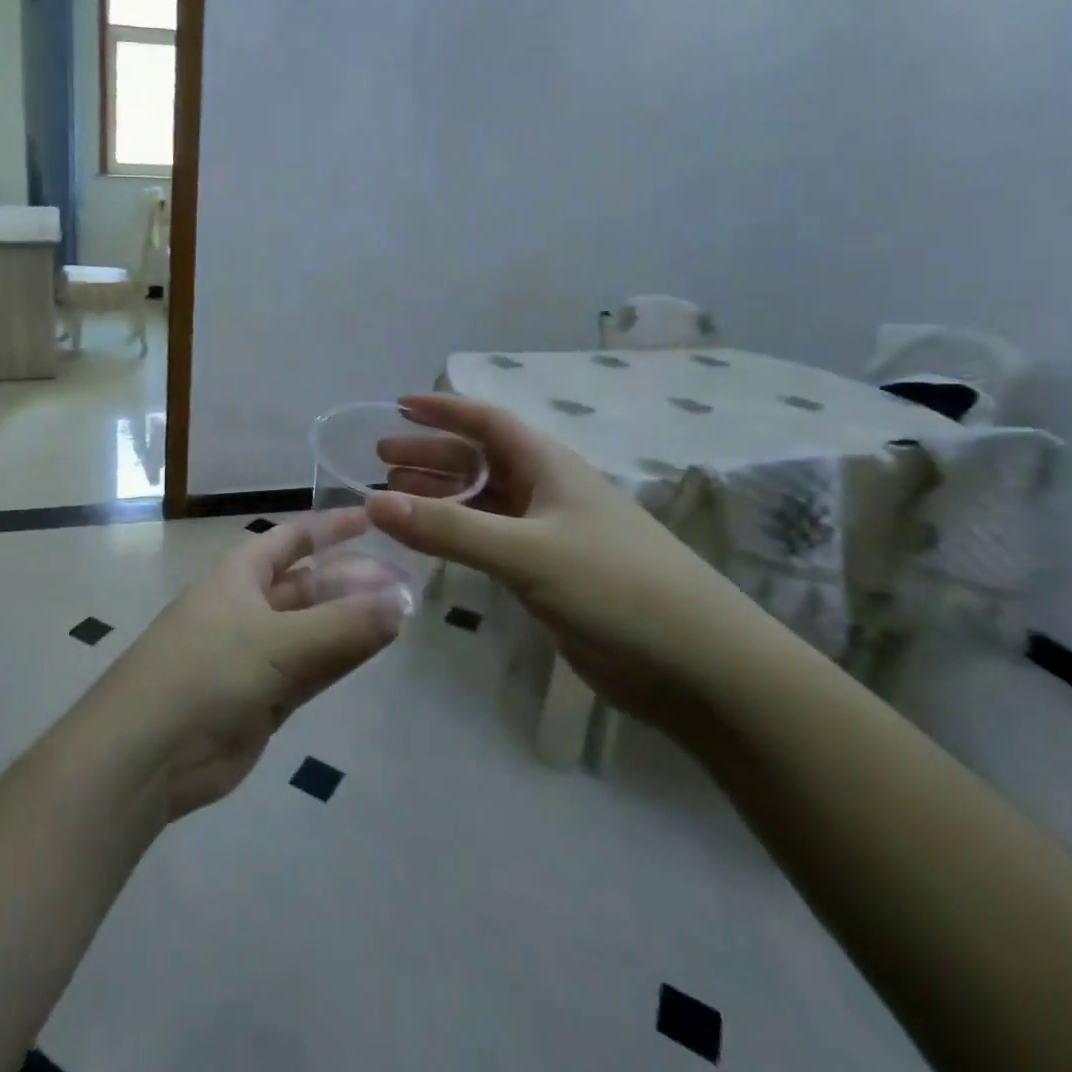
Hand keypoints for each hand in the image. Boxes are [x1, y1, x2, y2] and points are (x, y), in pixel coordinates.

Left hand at [99, 510, 409, 819]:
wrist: (149, 751)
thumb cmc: (207, 669)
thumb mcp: (278, 640)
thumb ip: (344, 624)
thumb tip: (403, 600)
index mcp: (240, 574)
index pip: (294, 539)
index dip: (332, 527)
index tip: (376, 519)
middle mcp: (250, 606)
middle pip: (311, 584)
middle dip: (354, 580)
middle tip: (407, 583)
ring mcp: (258, 654)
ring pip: (317, 628)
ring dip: (355, 621)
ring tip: (404, 613)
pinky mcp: (266, 697)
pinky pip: (314, 667)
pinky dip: (344, 656)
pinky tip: (378, 646)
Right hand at [369, 395, 773, 726]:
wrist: (698, 665)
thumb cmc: (616, 587)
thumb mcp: (527, 552)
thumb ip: (450, 529)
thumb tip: (373, 503)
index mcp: (549, 466)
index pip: (488, 421)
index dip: (443, 409)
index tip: (397, 406)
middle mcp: (547, 492)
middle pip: (479, 460)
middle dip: (431, 455)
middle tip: (381, 460)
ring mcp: (549, 534)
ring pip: (483, 503)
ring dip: (440, 497)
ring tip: (393, 498)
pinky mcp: (549, 575)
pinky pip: (490, 541)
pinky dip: (457, 536)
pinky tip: (431, 544)